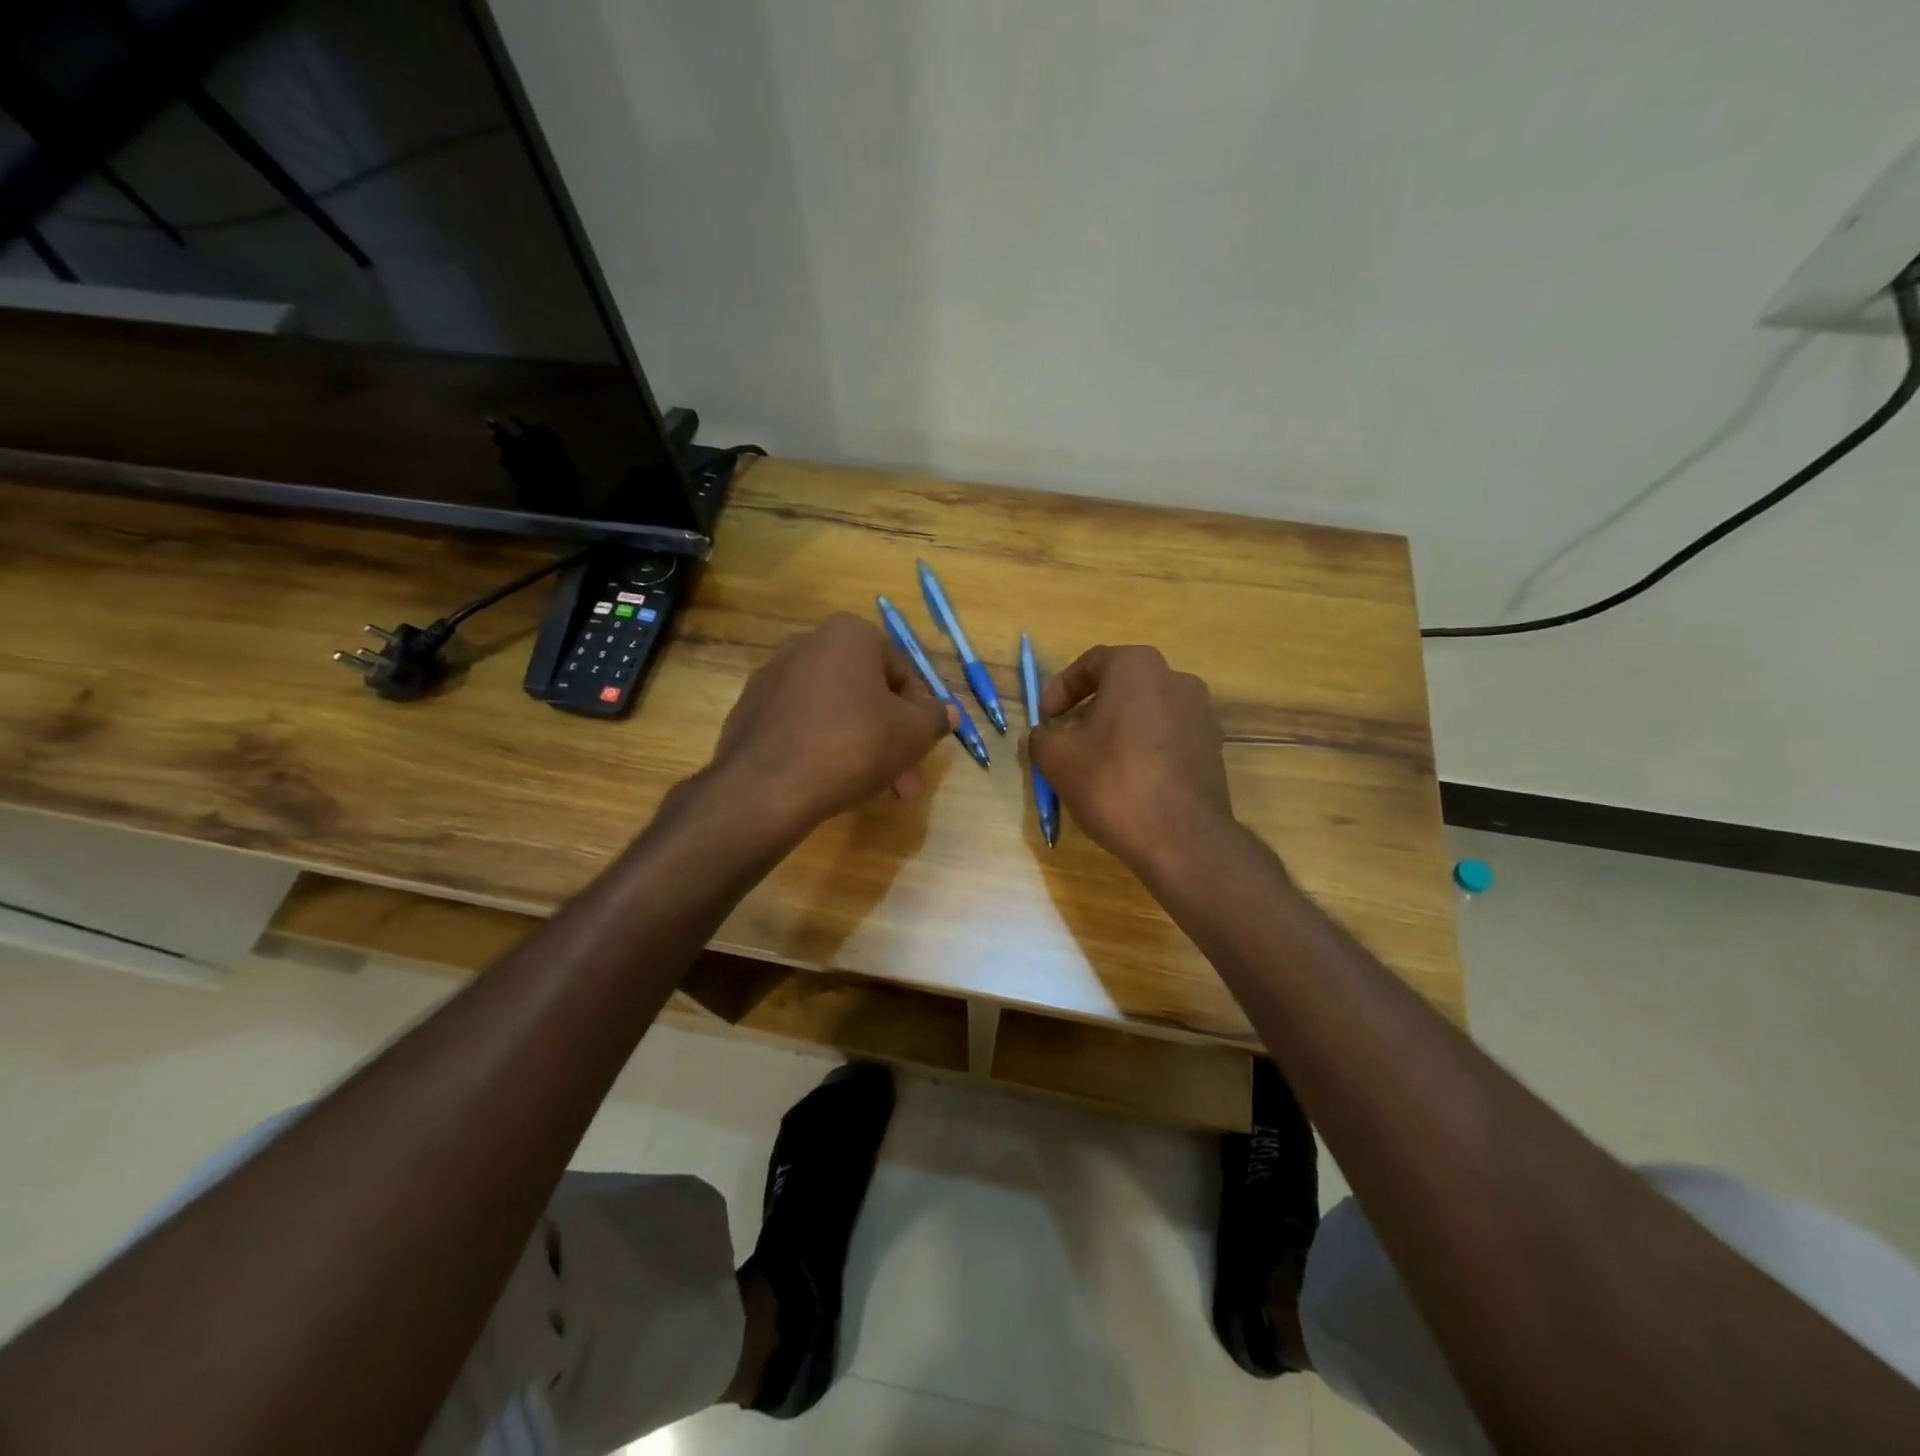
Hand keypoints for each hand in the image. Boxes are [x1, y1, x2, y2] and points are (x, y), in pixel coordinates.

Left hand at [709, 613, 955, 831]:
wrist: (767, 786)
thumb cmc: (854, 745)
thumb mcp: (913, 734)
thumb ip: (936, 719)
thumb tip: (950, 712)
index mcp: (849, 635)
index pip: (901, 672)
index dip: (919, 714)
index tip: (922, 748)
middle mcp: (807, 644)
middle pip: (866, 695)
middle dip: (891, 739)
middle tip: (905, 781)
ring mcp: (772, 677)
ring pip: (835, 713)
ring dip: (861, 747)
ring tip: (874, 791)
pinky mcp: (749, 711)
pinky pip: (801, 726)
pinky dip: (822, 748)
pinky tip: (833, 784)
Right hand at [1026, 645, 1234, 872]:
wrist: (1180, 838)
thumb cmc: (1112, 782)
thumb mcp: (1056, 757)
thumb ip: (1041, 736)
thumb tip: (1042, 734)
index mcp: (1137, 667)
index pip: (1089, 663)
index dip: (1059, 690)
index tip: (1045, 720)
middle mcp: (1176, 679)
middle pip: (1120, 686)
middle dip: (1088, 710)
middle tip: (1067, 741)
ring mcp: (1201, 713)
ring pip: (1145, 712)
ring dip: (1116, 730)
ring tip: (1095, 764)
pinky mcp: (1212, 747)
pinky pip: (1167, 737)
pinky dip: (1143, 749)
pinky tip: (1127, 781)